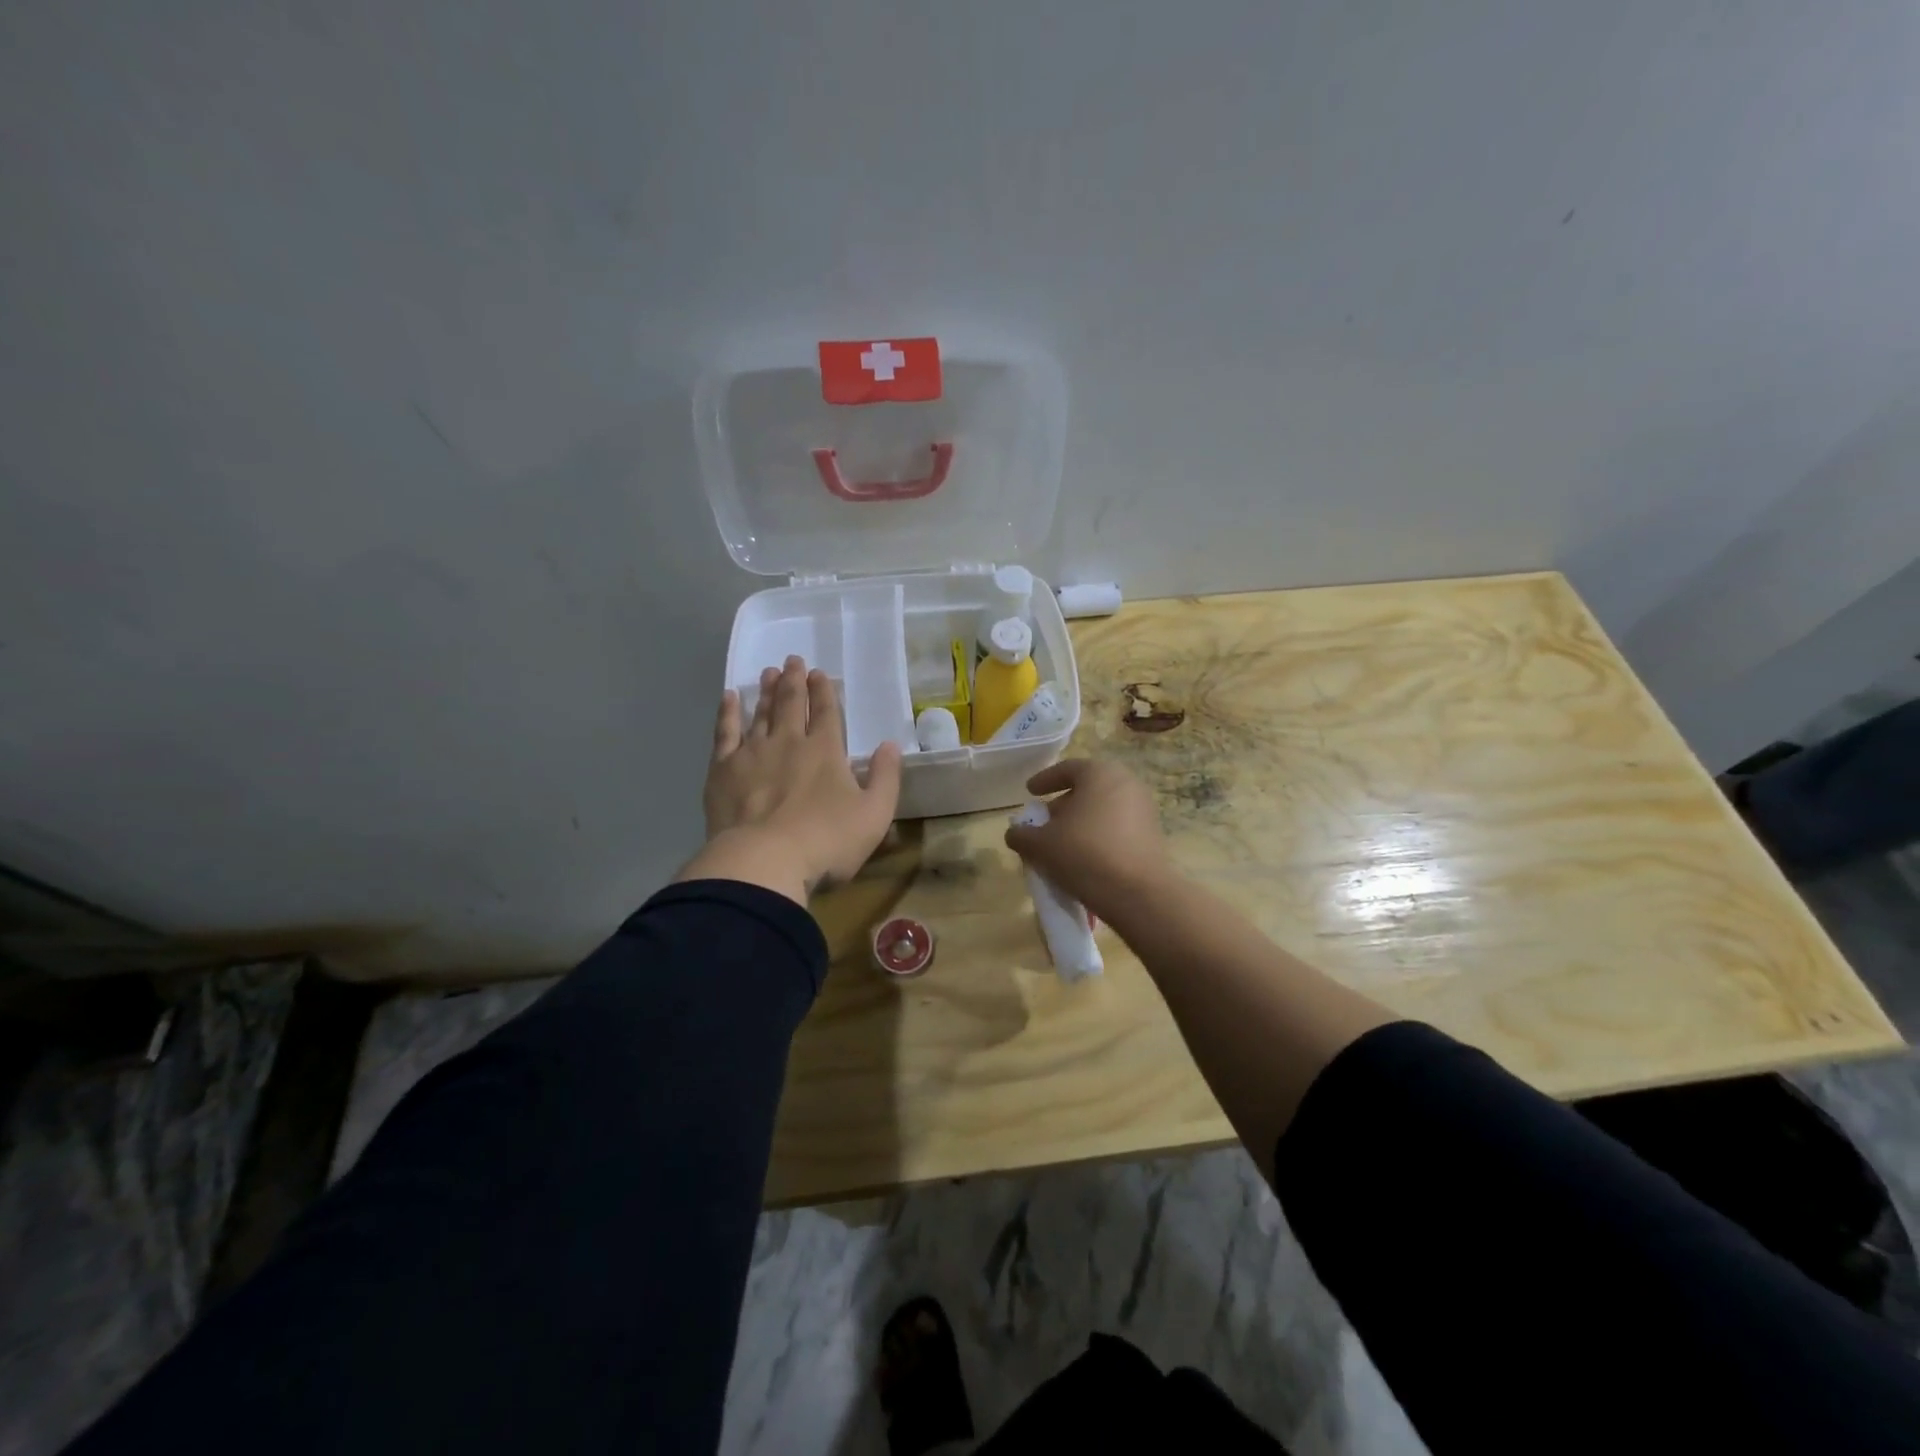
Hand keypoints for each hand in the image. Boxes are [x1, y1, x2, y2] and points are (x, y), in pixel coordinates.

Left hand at [675, 656, 903, 905]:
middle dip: (793, 680)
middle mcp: (788, 742)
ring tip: (767, 673)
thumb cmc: (826, 841)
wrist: (763, 862)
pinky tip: (728, 699)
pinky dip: (727, 713)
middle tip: (792, 660)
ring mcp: (752, 753)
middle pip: (790, 703)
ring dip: (765, 691)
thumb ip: (885, 777)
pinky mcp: (723, 770)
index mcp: (825, 750)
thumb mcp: (874, 815)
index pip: (826, 711)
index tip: (818, 673)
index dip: (823, 691)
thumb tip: (890, 745)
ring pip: (759, 713)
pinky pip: (725, 732)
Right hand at [1003, 759, 1172, 923]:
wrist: (1138, 894)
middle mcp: (1126, 784)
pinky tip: (1083, 858)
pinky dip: (1098, 836)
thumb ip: (1023, 834)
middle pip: (1087, 789)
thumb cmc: (1085, 854)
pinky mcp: (1152, 835)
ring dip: (1080, 823)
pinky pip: (1117, 828)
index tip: (1030, 792)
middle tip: (1044, 822)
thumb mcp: (1042, 845)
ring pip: (1103, 810)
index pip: (1067, 768)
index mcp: (1100, 774)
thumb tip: (1015, 833)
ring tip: (1061, 844)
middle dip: (1063, 804)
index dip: (1044, 780)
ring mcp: (1144, 810)